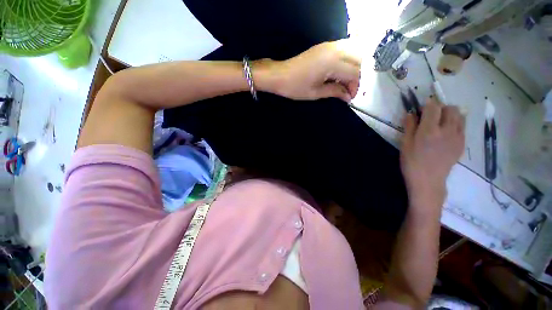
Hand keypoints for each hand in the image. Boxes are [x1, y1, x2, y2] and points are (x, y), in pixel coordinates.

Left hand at [256, 40, 360, 101]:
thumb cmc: (295, 85)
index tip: (349, 96)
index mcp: (332, 62)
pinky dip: (348, 60)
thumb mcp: (317, 92)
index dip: (355, 86)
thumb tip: (348, 96)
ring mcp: (329, 46)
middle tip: (348, 89)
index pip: (355, 73)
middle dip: (356, 77)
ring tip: (345, 80)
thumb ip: (336, 92)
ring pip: (354, 54)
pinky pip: (345, 49)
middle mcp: (333, 51)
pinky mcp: (325, 46)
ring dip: (354, 67)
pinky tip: (341, 71)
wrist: (277, 73)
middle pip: (357, 62)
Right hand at [400, 98, 464, 203]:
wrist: (429, 186)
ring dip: (452, 116)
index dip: (427, 105)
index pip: (434, 105)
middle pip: (450, 108)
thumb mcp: (405, 144)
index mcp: (430, 129)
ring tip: (445, 124)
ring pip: (460, 116)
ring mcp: (456, 139)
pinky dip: (457, 126)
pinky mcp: (460, 146)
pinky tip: (450, 134)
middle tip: (435, 118)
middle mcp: (446, 131)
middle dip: (442, 109)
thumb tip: (412, 112)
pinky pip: (463, 128)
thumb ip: (409, 124)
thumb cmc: (414, 166)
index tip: (422, 113)